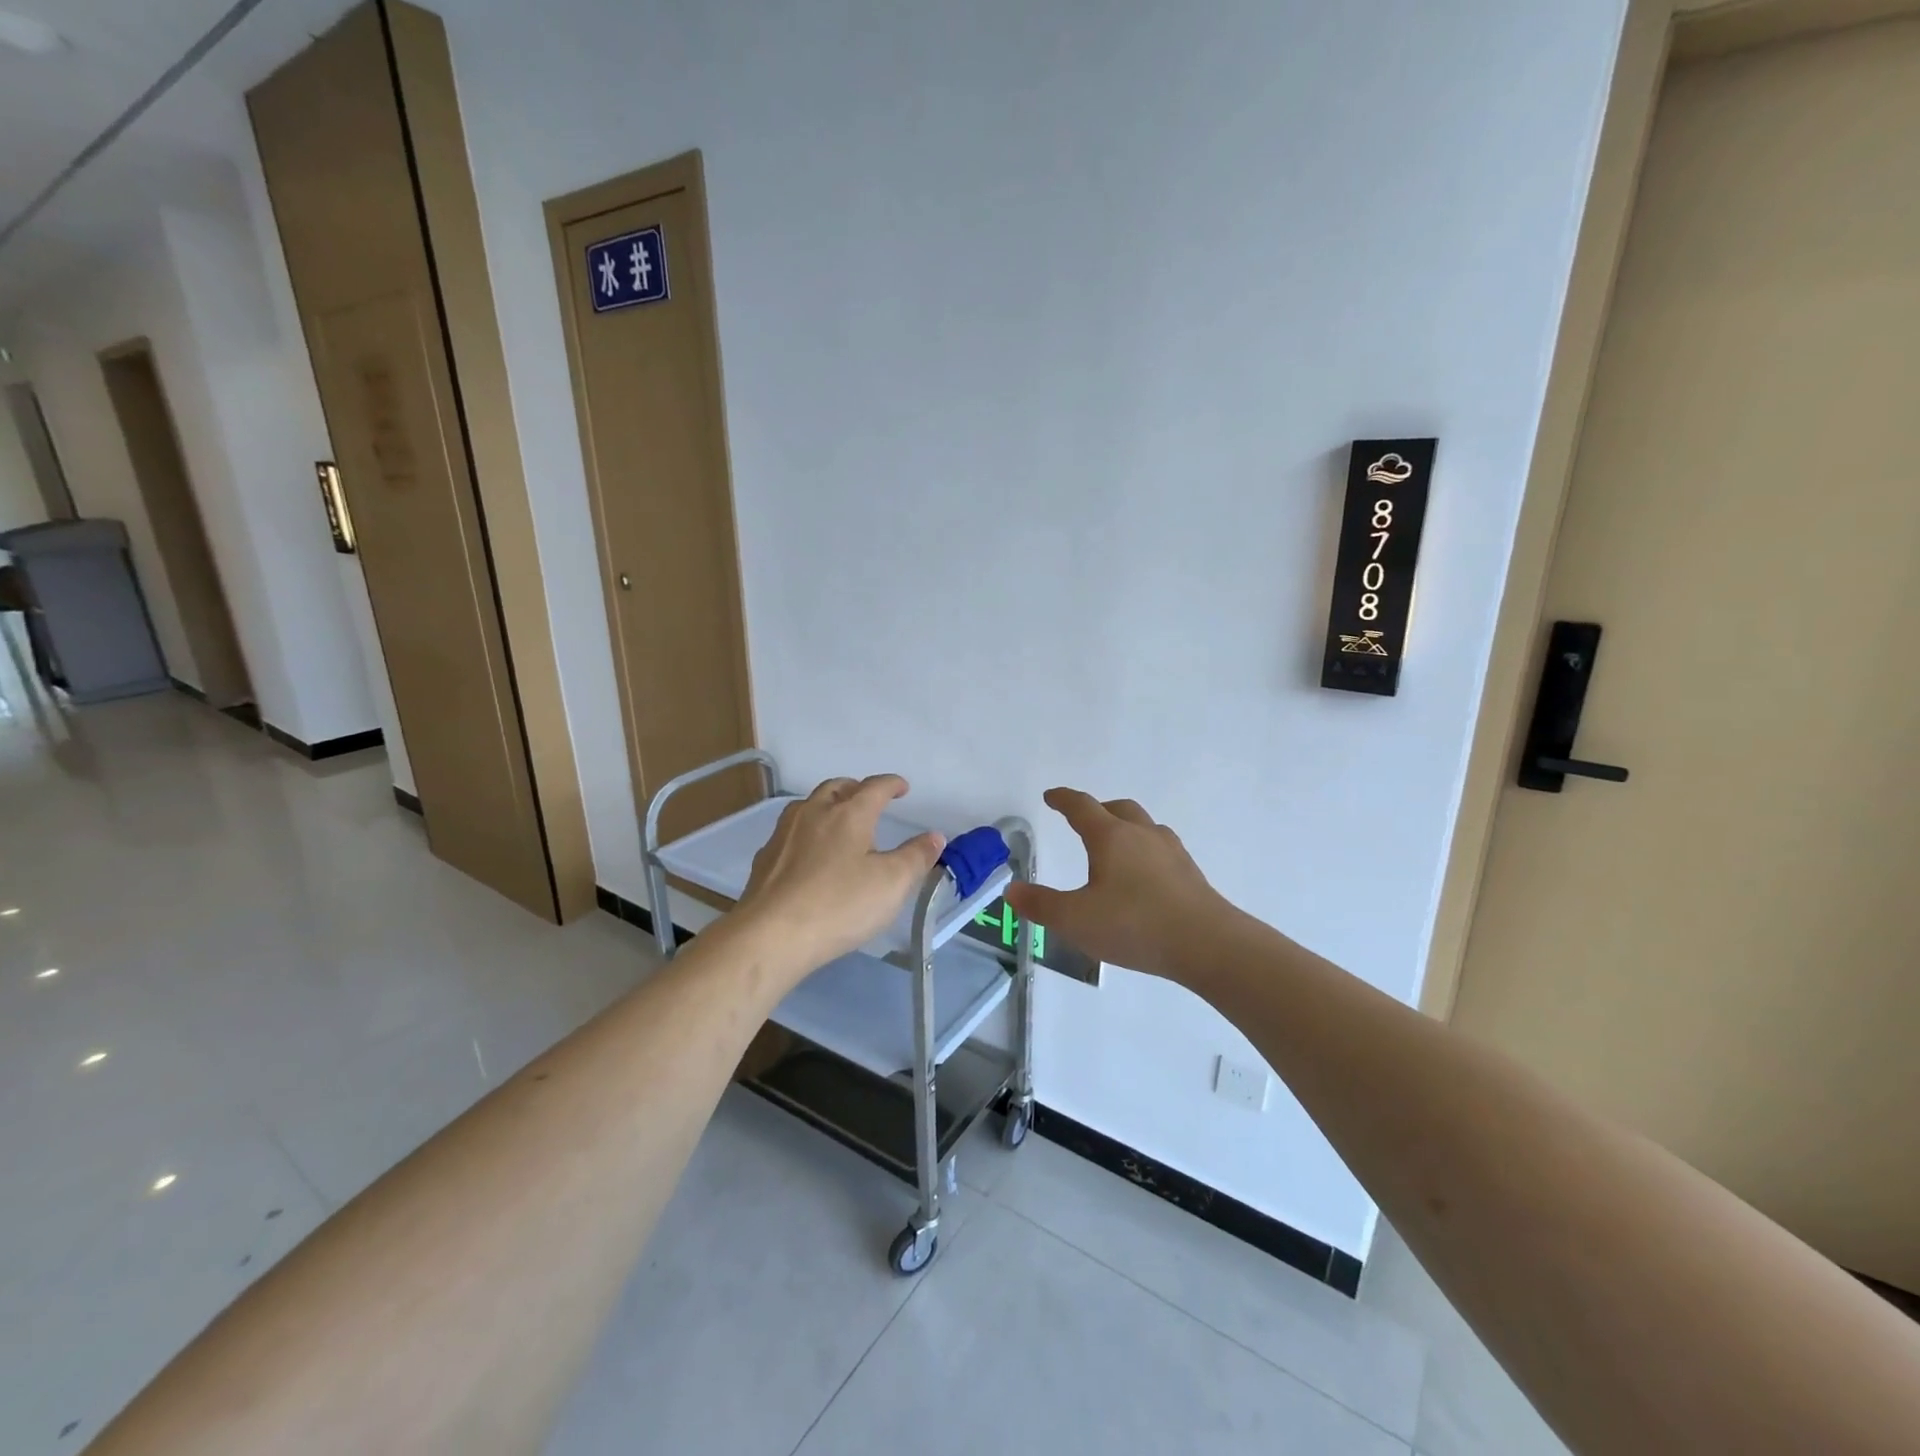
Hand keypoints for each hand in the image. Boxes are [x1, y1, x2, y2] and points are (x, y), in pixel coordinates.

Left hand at [732, 775, 944, 982]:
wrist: (771, 935)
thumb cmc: (839, 905)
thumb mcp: (892, 883)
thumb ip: (916, 857)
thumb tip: (934, 836)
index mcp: (849, 813)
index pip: (875, 787)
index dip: (892, 784)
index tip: (902, 788)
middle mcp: (814, 813)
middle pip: (836, 787)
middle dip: (855, 789)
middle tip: (869, 800)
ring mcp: (784, 834)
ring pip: (808, 806)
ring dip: (827, 805)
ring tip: (838, 821)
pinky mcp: (765, 859)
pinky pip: (790, 833)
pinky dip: (806, 833)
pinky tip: (808, 854)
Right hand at [1005, 788, 1230, 983]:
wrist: (1208, 944)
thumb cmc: (1135, 925)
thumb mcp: (1076, 920)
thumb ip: (1041, 905)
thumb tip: (1012, 890)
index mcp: (1111, 838)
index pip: (1082, 807)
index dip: (1064, 799)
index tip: (1052, 796)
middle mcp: (1142, 835)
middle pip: (1118, 809)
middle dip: (1098, 810)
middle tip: (1084, 820)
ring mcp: (1171, 852)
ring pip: (1144, 826)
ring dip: (1126, 828)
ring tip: (1115, 848)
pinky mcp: (1190, 873)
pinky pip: (1161, 849)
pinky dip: (1145, 851)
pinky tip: (1144, 876)